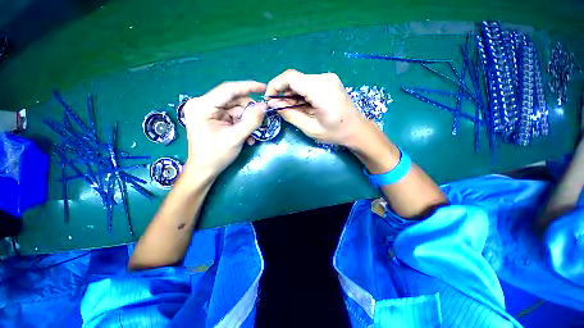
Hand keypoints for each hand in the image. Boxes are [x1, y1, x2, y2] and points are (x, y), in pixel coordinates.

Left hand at [182, 81, 267, 177]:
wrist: (203, 171)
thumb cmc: (216, 155)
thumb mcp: (236, 137)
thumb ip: (252, 121)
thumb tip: (264, 106)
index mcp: (203, 106)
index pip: (229, 89)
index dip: (248, 87)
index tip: (264, 88)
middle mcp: (203, 104)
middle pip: (233, 100)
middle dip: (248, 111)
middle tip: (259, 122)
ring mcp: (207, 112)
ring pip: (235, 109)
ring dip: (246, 121)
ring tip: (251, 135)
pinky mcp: (212, 119)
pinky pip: (232, 117)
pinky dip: (241, 125)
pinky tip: (246, 137)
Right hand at [264, 69, 366, 146]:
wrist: (356, 129)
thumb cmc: (335, 133)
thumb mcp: (310, 128)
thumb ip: (290, 115)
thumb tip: (274, 104)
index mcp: (321, 90)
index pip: (290, 77)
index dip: (275, 86)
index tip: (270, 100)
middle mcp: (324, 78)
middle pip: (295, 79)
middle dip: (284, 94)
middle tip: (282, 110)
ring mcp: (328, 78)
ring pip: (301, 81)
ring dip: (292, 95)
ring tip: (294, 110)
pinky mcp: (329, 81)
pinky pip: (308, 84)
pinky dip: (301, 94)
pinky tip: (303, 106)